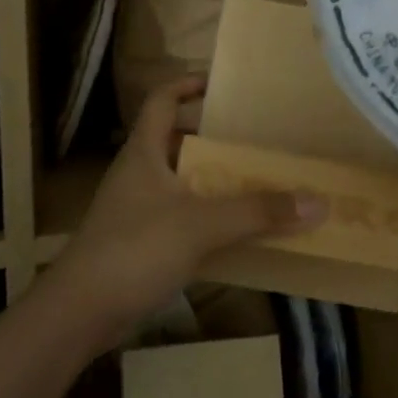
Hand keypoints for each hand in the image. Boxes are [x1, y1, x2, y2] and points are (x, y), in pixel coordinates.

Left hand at [50, 75, 325, 347]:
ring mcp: (137, 210)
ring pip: (181, 183)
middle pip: (176, 141)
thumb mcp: (201, 224)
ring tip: (255, 180)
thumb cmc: (135, 249)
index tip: (223, 84)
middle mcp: (139, 174)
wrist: (79, 313)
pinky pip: (181, 218)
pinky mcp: (140, 244)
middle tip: (254, 138)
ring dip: (213, 181)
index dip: (188, 85)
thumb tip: (318, 201)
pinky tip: (236, 232)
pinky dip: (207, 218)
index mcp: (144, 152)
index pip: (161, 100)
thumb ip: (258, 212)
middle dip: (213, 138)